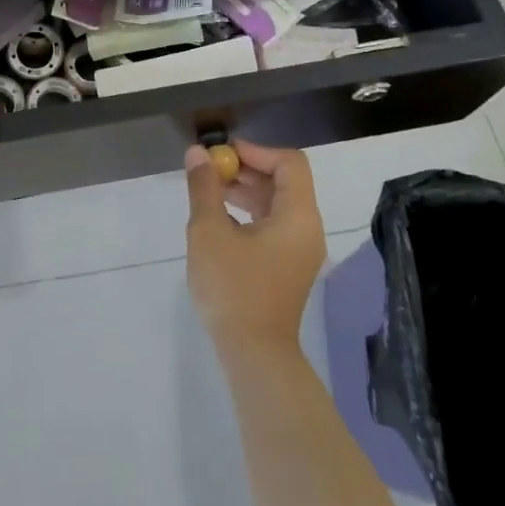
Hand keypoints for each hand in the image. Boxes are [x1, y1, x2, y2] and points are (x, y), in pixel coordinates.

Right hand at [184, 140, 326, 351]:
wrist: (254, 354)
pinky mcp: (286, 266)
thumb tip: (197, 153)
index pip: (289, 163)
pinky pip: (272, 226)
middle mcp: (306, 229)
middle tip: (209, 170)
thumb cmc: (233, 288)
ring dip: (244, 191)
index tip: (221, 155)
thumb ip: (204, 188)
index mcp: (298, 216)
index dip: (255, 151)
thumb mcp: (209, 232)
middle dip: (246, 170)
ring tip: (207, 191)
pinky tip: (218, 219)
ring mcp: (298, 250)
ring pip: (276, 204)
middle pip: (284, 182)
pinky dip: (248, 214)